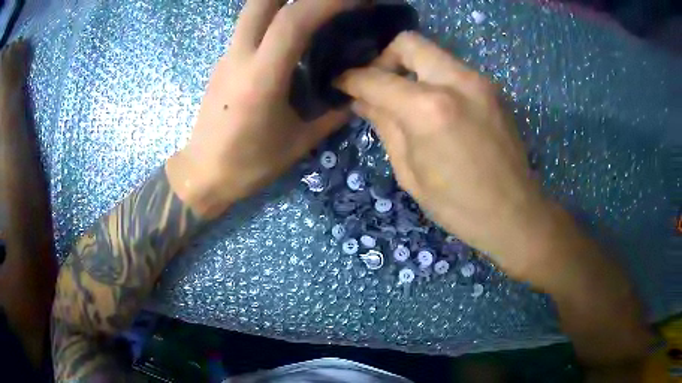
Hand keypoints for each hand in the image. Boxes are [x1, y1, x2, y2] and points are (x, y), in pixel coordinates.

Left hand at [167, 0, 355, 217]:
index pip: (293, 21)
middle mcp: (240, 57)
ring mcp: (227, 57)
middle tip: (328, 0)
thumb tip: (357, 95)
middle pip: (261, 2)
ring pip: (252, 10)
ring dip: (283, 1)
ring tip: (314, 11)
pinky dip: (273, 19)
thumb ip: (332, 115)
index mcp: (261, 78)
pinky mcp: (223, 62)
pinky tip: (291, 34)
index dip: (328, 2)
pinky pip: (249, 27)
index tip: (357, 0)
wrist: (203, 174)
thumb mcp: (298, 143)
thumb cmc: (248, 164)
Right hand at [336, 32, 549, 277]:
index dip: (351, 79)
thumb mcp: (410, 172)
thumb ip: (384, 126)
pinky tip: (433, 108)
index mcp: (429, 109)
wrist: (514, 214)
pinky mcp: (492, 89)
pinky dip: (433, 79)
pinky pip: (452, 70)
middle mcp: (456, 81)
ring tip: (405, 100)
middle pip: (408, 43)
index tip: (340, 84)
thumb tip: (361, 100)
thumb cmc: (458, 206)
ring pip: (433, 53)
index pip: (376, 78)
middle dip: (384, 59)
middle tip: (378, 86)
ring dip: (411, 69)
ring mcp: (479, 82)